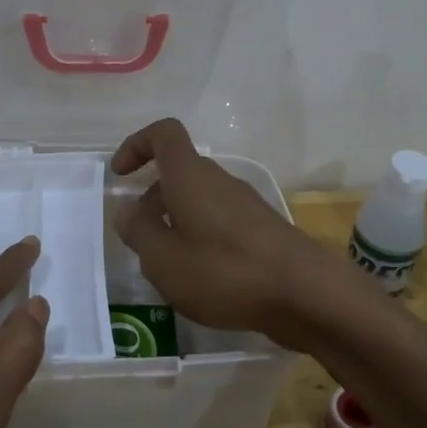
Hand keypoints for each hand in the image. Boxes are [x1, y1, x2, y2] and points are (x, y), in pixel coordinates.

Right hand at [112, 118, 348, 346]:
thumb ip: (139, 232)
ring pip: (199, 199)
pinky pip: (220, 221)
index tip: (120, 175)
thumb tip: (128, 210)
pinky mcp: (262, 229)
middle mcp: (219, 180)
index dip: (137, 144)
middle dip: (153, 199)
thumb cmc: (225, 271)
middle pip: (179, 172)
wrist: (306, 294)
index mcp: (190, 176)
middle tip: (142, 241)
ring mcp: (245, 204)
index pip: (164, 133)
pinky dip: (201, 238)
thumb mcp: (164, 260)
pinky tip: (204, 279)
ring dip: (177, 223)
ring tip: (171, 269)